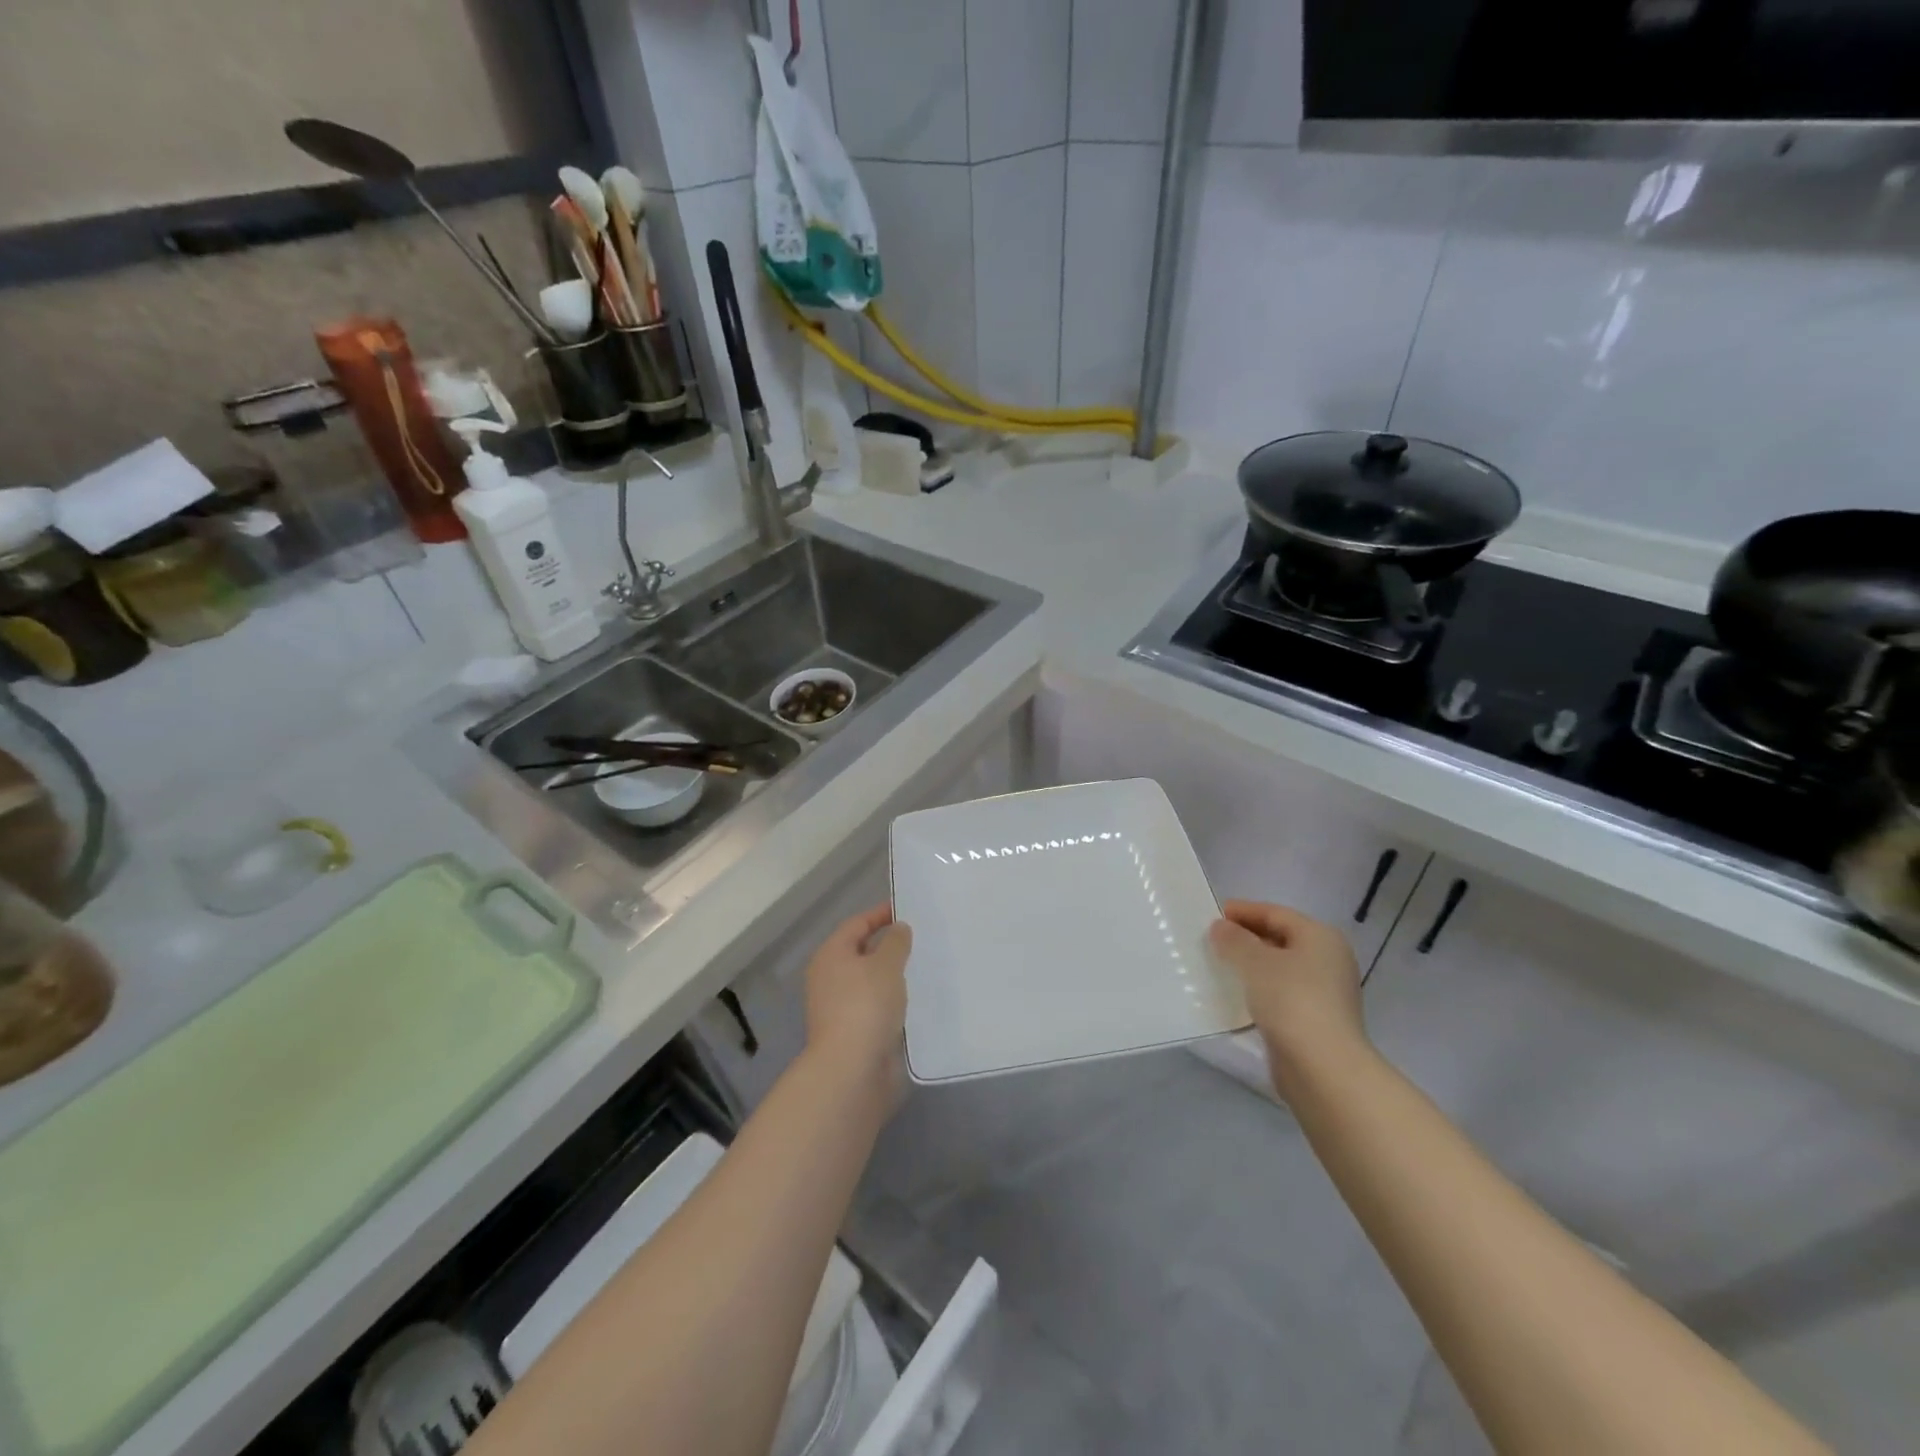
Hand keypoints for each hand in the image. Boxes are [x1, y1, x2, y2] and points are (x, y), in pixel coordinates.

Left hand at [804, 903, 911, 1076]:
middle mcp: (830, 978)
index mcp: (831, 955)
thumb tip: (898, 929)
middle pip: (862, 952)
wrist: (852, 1070)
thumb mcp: (886, 965)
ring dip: (893, 975)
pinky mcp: (854, 1032)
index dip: (881, 914)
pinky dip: (894, 1001)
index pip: (857, 924)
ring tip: (925, 967)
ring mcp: (840, 1007)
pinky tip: (917, 1000)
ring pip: (871, 981)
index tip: (908, 910)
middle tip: (922, 938)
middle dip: (889, 945)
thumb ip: (896, 942)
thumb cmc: (866, 1006)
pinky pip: (877, 1006)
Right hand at [1207, 900, 1366, 1093]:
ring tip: (1217, 966)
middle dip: (1245, 939)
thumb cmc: (1291, 1000)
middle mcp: (1328, 960)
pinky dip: (1258, 990)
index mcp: (1320, 937)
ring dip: (1250, 967)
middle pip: (1280, 939)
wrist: (1323, 1068)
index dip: (1243, 911)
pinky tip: (1235, 996)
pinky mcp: (1315, 1021)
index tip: (1212, 914)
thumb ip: (1234, 940)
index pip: (1276, 913)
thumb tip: (1221, 927)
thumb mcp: (1255, 962)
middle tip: (1211, 940)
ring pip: (1279, 969)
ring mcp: (1325, 993)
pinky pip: (1280, 994)